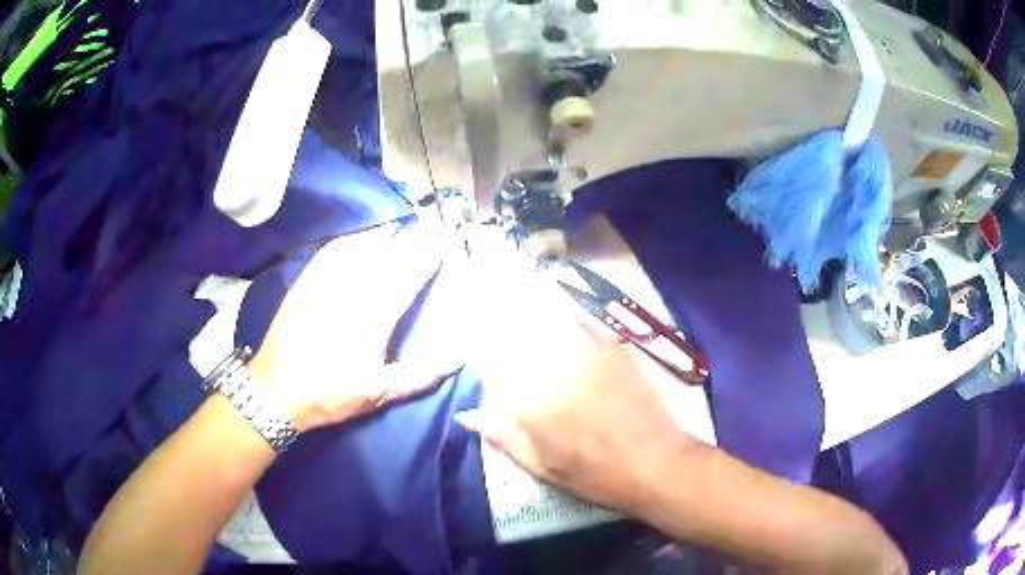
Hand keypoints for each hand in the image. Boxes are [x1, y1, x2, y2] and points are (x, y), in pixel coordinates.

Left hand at [248, 225, 458, 432]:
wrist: (275, 391)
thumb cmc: (330, 394)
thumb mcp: (378, 393)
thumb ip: (420, 375)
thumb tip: (458, 357)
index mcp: (374, 318)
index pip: (407, 278)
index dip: (426, 259)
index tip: (441, 242)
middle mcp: (352, 293)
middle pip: (386, 259)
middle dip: (410, 242)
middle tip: (427, 227)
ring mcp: (325, 285)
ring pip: (358, 251)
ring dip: (380, 237)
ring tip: (398, 226)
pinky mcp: (304, 285)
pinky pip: (329, 254)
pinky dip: (346, 242)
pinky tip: (356, 238)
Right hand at [454, 236, 697, 511]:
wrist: (656, 462)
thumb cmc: (595, 474)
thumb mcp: (540, 466)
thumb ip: (502, 435)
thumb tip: (469, 413)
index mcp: (527, 400)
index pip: (488, 361)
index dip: (481, 355)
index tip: (482, 356)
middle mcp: (551, 366)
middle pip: (512, 333)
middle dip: (502, 333)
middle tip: (500, 334)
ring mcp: (584, 350)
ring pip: (543, 323)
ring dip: (529, 323)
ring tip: (528, 324)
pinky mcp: (610, 345)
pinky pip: (575, 326)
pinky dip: (563, 328)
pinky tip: (567, 339)